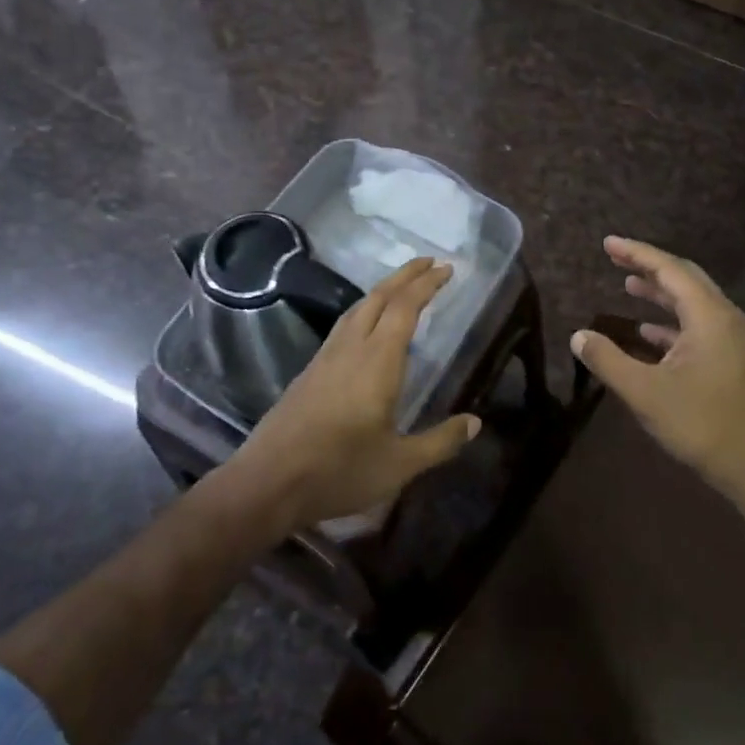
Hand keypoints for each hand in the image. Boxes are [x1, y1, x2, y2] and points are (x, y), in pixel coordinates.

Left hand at [237, 258, 480, 532]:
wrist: (268, 481)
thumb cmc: (339, 471)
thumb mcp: (399, 464)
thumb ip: (440, 442)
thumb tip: (475, 423)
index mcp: (377, 362)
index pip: (405, 308)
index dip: (426, 285)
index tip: (446, 268)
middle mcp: (351, 348)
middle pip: (379, 297)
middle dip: (405, 275)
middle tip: (429, 262)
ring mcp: (326, 357)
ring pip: (357, 308)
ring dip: (383, 290)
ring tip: (402, 286)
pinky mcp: (310, 371)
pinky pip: (343, 325)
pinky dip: (365, 310)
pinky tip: (367, 325)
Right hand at [571, 237, 744, 514]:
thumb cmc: (702, 425)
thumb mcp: (645, 393)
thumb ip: (608, 360)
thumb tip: (579, 336)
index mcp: (709, 317)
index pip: (670, 270)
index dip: (637, 253)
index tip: (608, 243)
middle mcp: (726, 319)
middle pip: (685, 279)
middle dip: (649, 266)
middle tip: (616, 257)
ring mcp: (733, 340)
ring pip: (693, 302)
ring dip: (661, 293)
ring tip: (628, 285)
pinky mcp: (733, 360)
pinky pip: (698, 325)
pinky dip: (671, 321)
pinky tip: (647, 330)